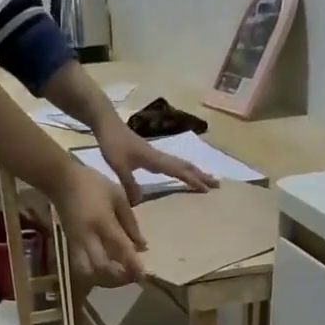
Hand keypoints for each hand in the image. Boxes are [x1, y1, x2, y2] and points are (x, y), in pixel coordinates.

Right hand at [46, 161, 145, 286]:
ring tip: (118, 276)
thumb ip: (130, 222)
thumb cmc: (92, 184)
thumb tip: (143, 246)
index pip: (120, 248)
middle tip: (132, 277)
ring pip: (89, 272)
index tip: (144, 275)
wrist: (61, 181)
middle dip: (118, 277)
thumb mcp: (117, 196)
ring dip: (104, 279)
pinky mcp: (70, 247)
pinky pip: (82, 267)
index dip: (133, 264)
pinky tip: (104, 272)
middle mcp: (88, 237)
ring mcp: (77, 244)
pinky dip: (94, 274)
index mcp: (102, 222)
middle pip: (103, 267)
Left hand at [95, 117, 217, 204]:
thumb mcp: (118, 166)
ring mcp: (156, 154)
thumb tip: (140, 202)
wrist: (106, 122)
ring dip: (195, 171)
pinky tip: (184, 173)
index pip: (178, 171)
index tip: (207, 189)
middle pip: (185, 166)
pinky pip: (172, 164)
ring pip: (180, 164)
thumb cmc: (112, 143)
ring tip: (208, 179)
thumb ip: (129, 183)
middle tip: (218, 184)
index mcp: (154, 159)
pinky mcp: (151, 155)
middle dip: (202, 175)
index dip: (193, 180)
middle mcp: (159, 156)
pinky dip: (183, 169)